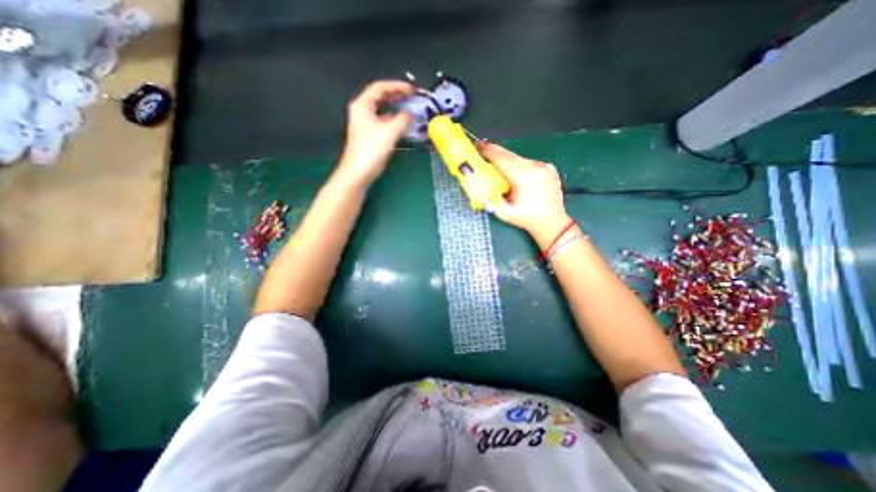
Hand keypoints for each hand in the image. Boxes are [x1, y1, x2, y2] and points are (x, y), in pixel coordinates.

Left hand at [336, 80, 415, 186]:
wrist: (358, 172)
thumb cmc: (371, 151)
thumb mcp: (390, 132)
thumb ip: (402, 119)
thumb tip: (410, 114)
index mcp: (363, 105)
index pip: (380, 87)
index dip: (397, 86)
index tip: (412, 89)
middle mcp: (361, 111)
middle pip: (380, 96)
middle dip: (397, 95)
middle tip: (412, 97)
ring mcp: (364, 123)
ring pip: (382, 109)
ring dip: (395, 108)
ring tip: (409, 108)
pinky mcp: (368, 135)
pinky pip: (382, 120)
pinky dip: (393, 119)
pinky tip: (401, 124)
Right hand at [476, 142, 571, 242]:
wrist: (552, 223)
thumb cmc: (526, 219)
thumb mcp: (503, 212)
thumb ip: (489, 196)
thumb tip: (478, 181)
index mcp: (523, 178)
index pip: (502, 158)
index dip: (488, 151)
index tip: (477, 145)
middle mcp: (535, 167)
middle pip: (510, 155)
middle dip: (495, 153)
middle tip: (482, 151)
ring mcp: (544, 166)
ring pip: (519, 158)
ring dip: (507, 161)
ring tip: (498, 166)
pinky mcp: (549, 167)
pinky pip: (528, 163)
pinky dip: (519, 166)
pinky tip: (517, 176)